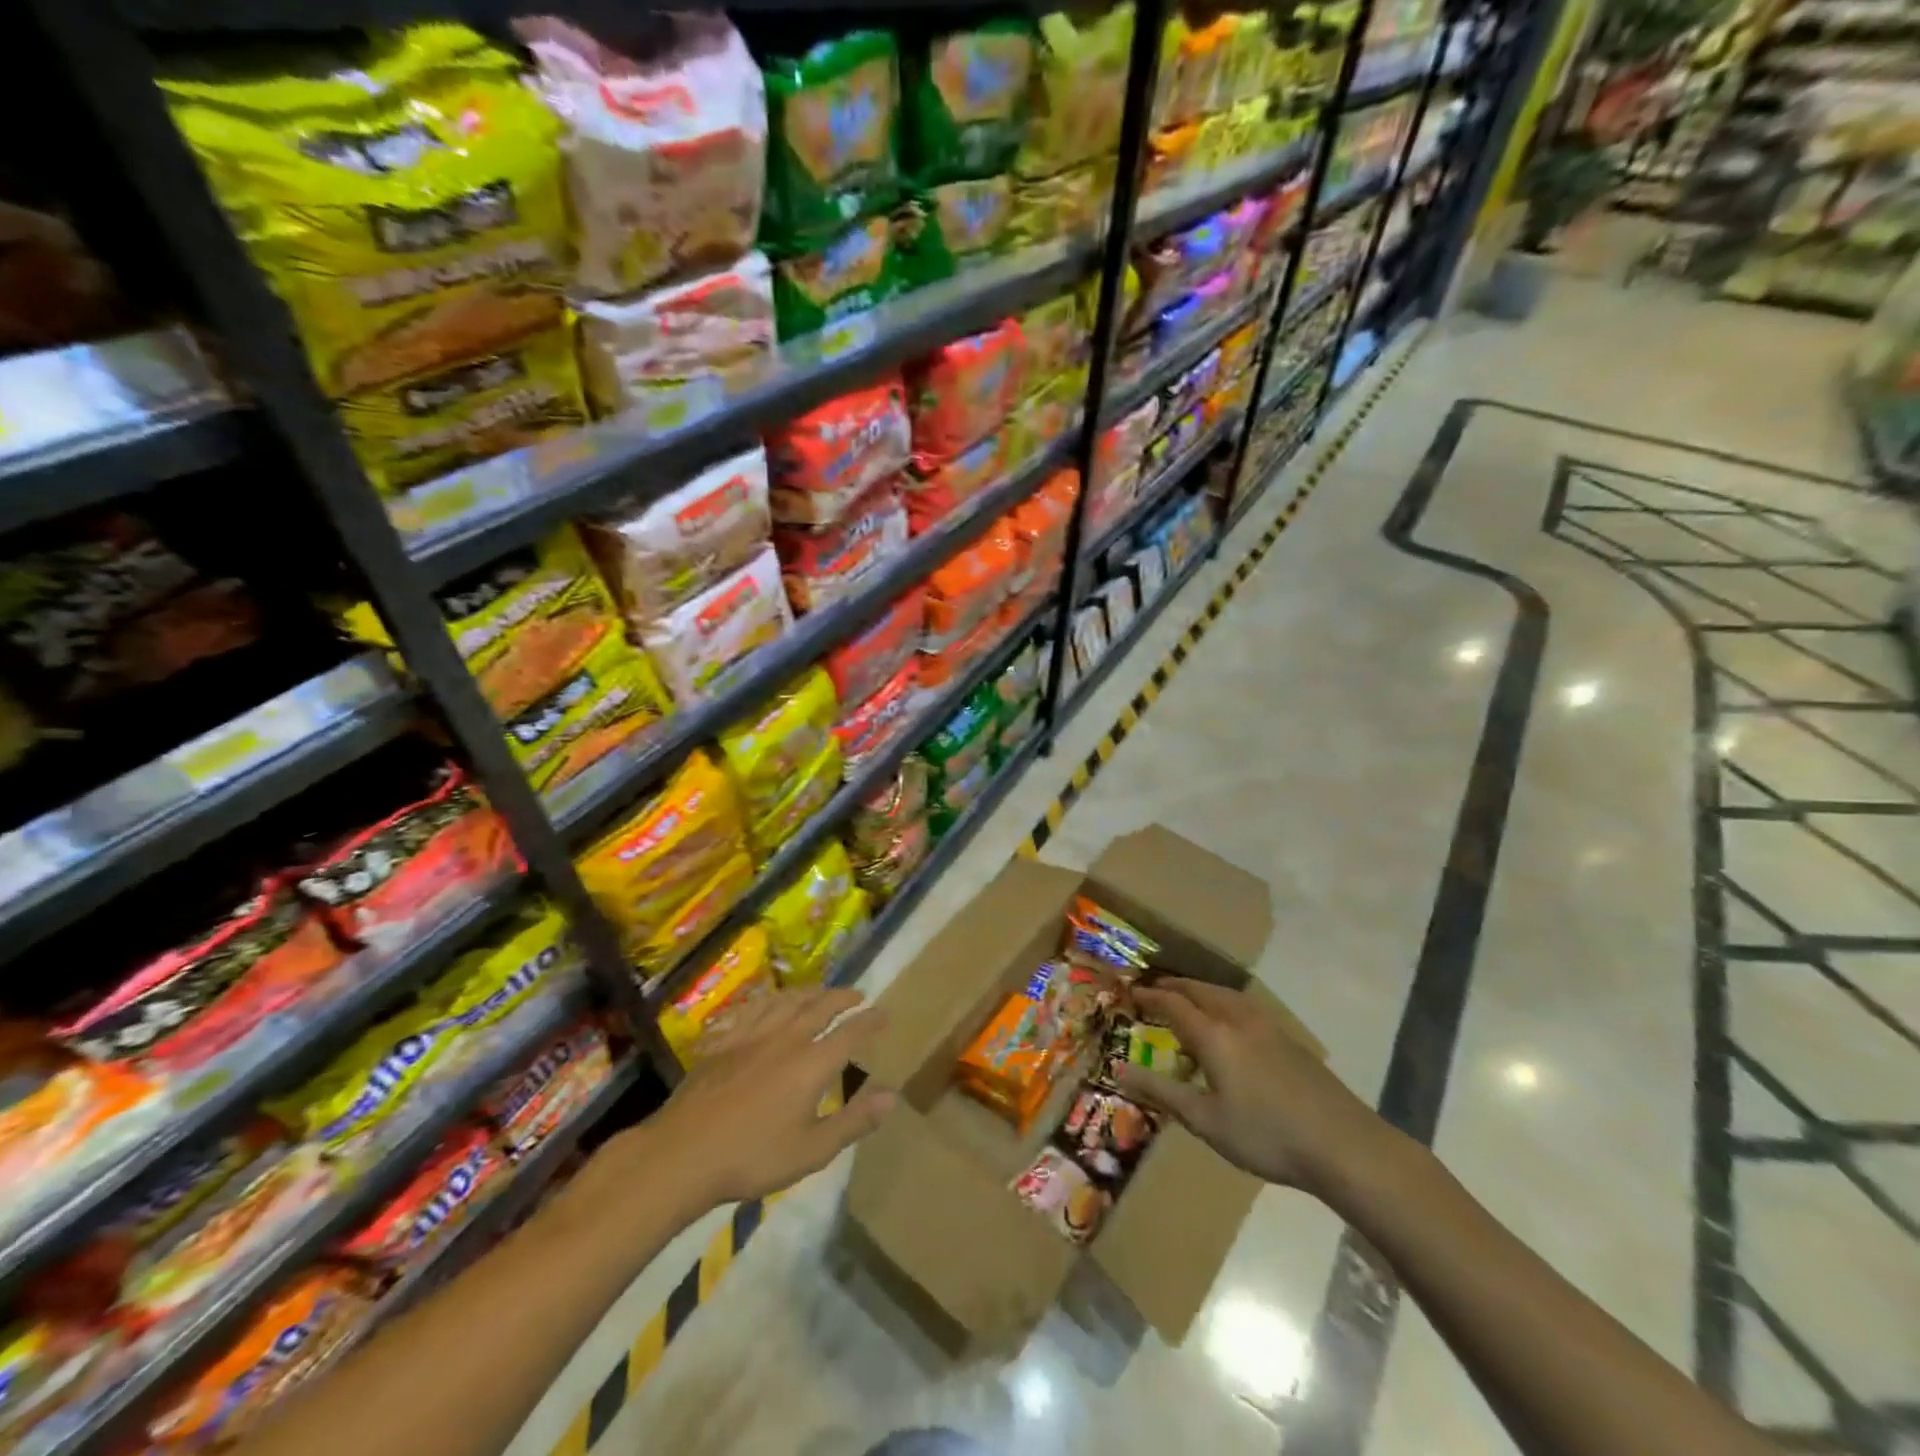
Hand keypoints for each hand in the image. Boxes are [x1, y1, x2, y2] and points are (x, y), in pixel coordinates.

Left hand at [625, 988, 895, 1214]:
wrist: (683, 1153)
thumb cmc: (752, 1157)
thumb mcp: (811, 1150)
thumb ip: (853, 1121)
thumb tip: (892, 1097)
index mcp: (812, 1063)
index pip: (850, 1032)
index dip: (870, 1021)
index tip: (884, 1013)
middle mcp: (786, 1039)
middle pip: (820, 1006)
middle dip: (842, 997)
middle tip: (857, 994)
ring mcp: (751, 1036)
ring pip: (787, 1001)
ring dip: (809, 992)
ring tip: (820, 991)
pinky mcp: (724, 1041)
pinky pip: (753, 1008)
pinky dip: (770, 1000)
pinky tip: (770, 1001)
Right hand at [1114, 978, 1395, 1194]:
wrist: (1343, 1144)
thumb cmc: (1265, 1135)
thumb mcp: (1205, 1120)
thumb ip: (1162, 1092)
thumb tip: (1120, 1071)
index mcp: (1214, 1035)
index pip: (1173, 1003)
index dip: (1151, 996)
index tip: (1132, 994)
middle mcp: (1238, 1019)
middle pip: (1200, 990)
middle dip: (1175, 986)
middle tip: (1156, 989)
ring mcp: (1268, 1026)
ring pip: (1226, 995)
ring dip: (1201, 991)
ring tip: (1189, 1000)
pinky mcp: (1289, 1039)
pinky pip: (1245, 1007)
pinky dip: (1224, 1004)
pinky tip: (1229, 1024)